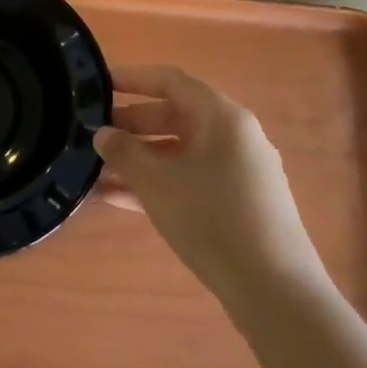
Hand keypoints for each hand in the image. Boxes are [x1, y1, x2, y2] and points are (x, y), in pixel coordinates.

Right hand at [95, 65, 322, 300]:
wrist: (273, 289)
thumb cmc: (212, 219)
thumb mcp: (157, 182)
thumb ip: (124, 153)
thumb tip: (103, 135)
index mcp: (222, 118)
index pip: (171, 80)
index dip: (132, 78)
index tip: (97, 84)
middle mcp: (234, 136)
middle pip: (175, 115)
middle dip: (130, 123)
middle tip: (92, 133)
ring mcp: (238, 171)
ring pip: (179, 151)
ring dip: (139, 158)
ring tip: (96, 169)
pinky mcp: (237, 202)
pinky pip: (189, 179)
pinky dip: (157, 182)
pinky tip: (118, 199)